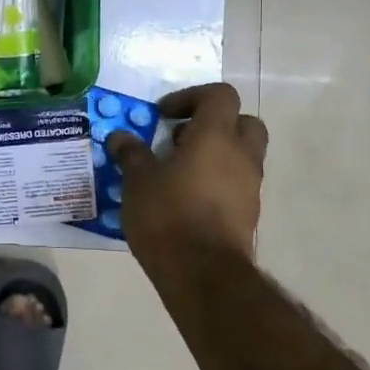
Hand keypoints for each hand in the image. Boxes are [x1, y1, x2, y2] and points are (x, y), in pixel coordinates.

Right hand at [108, 82, 267, 267]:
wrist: (203, 274)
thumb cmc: (168, 215)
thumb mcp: (137, 181)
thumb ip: (131, 153)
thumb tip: (120, 137)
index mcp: (216, 136)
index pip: (219, 95)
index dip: (191, 97)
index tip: (163, 116)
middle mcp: (241, 155)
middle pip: (242, 121)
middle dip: (213, 124)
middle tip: (179, 138)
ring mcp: (250, 186)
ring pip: (241, 154)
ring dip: (214, 154)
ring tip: (176, 172)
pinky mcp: (249, 213)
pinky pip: (236, 183)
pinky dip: (217, 181)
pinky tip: (186, 199)